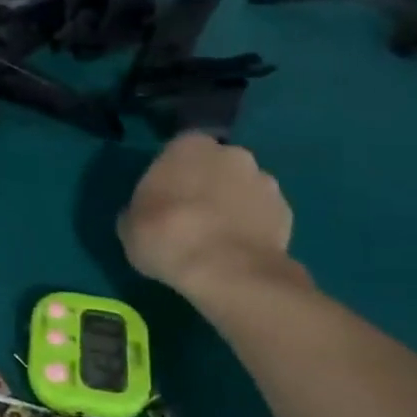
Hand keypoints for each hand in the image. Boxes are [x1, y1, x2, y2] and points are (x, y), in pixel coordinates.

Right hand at [117, 133, 297, 299]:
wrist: (227, 271)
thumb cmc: (166, 236)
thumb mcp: (129, 225)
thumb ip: (140, 210)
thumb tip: (144, 215)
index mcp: (188, 146)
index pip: (177, 151)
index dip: (170, 175)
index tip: (161, 199)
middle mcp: (231, 154)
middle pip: (215, 166)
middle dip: (205, 185)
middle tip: (188, 217)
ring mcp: (264, 182)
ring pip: (241, 189)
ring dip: (231, 206)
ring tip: (215, 239)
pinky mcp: (288, 213)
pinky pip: (261, 216)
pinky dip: (251, 228)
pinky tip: (236, 252)